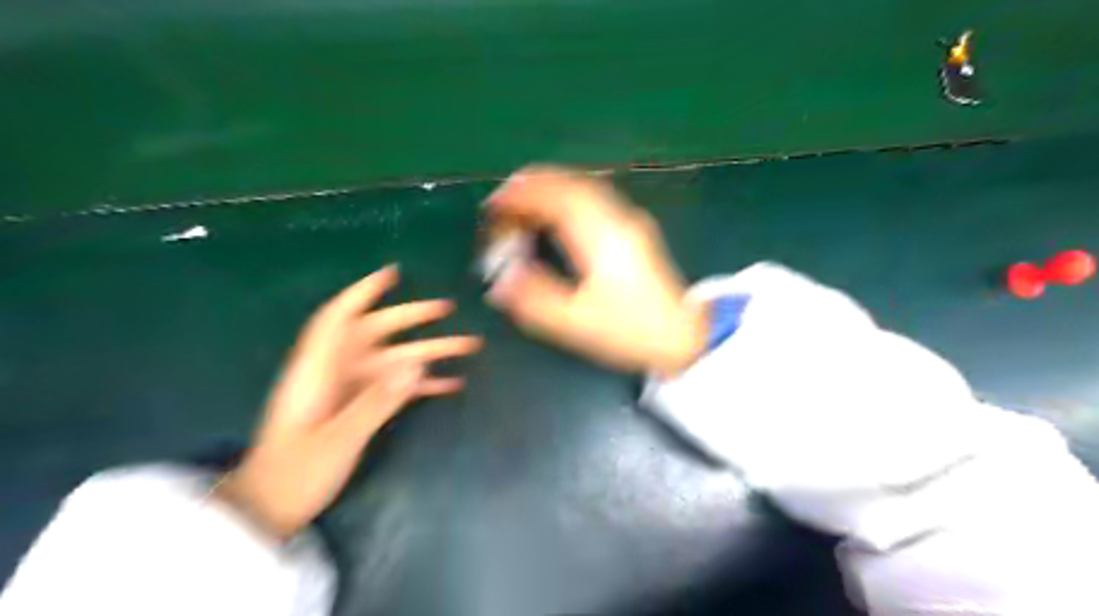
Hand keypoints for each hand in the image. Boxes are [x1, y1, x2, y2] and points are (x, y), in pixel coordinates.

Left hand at [218, 264, 481, 538]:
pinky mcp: (359, 408)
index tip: (393, 273)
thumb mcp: (338, 439)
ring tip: (468, 346)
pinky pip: (396, 387)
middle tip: (447, 308)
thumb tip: (419, 363)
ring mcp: (349, 390)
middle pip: (375, 333)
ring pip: (394, 360)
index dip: (363, 292)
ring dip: (429, 352)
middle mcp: (335, 372)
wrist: (272, 509)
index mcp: (318, 370)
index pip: (338, 318)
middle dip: (411, 318)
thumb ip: (377, 401)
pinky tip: (453, 384)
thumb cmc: (295, 473)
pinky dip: (422, 384)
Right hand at [484, 166, 708, 373]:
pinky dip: (568, 196)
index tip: (494, 204)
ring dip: (551, 188)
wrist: (683, 335)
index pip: (556, 199)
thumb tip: (500, 283)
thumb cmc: (630, 330)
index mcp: (601, 238)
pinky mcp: (633, 229)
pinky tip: (556, 212)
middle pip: (570, 184)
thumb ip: (534, 300)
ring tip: (522, 201)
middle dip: (533, 185)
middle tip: (503, 199)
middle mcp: (616, 219)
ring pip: (584, 187)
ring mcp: (629, 221)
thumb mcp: (576, 323)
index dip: (521, 196)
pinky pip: (594, 198)